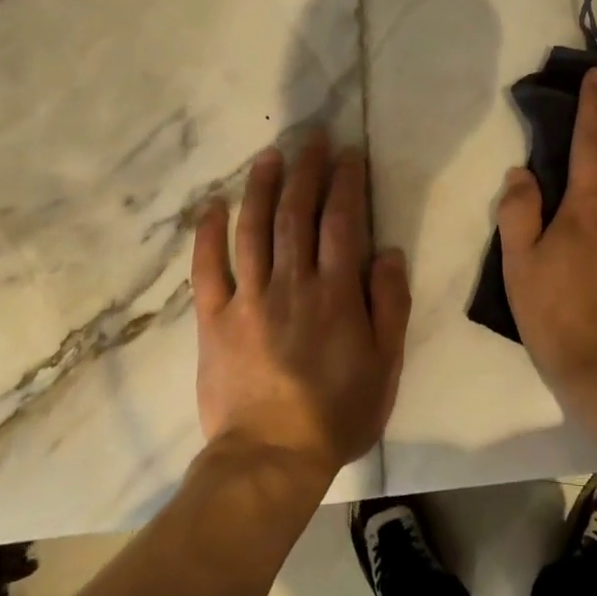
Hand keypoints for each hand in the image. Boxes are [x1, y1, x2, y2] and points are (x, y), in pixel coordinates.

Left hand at [192, 132, 411, 479]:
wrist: (271, 457)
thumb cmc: (338, 412)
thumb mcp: (385, 364)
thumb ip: (389, 305)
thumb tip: (388, 252)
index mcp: (336, 294)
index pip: (342, 223)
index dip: (346, 184)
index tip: (349, 154)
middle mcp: (292, 285)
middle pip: (296, 215)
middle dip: (306, 171)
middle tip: (311, 138)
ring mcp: (248, 300)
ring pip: (253, 230)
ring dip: (261, 188)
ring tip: (269, 155)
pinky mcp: (215, 320)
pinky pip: (207, 270)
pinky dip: (208, 234)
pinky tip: (212, 205)